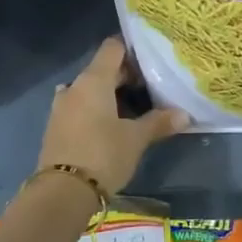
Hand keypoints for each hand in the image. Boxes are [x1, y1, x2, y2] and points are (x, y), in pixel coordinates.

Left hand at [38, 37, 189, 195]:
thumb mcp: (136, 139)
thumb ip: (159, 122)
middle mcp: (74, 87)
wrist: (62, 193)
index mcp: (93, 80)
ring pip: (90, 90)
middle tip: (151, 89)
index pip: (112, 48)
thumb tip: (184, 115)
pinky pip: (80, 107)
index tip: (151, 61)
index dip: (132, 50)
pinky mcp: (57, 127)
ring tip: (134, 110)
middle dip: (126, 77)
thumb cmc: (103, 155)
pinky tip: (112, 126)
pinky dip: (96, 110)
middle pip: (102, 69)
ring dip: (109, 95)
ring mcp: (61, 107)